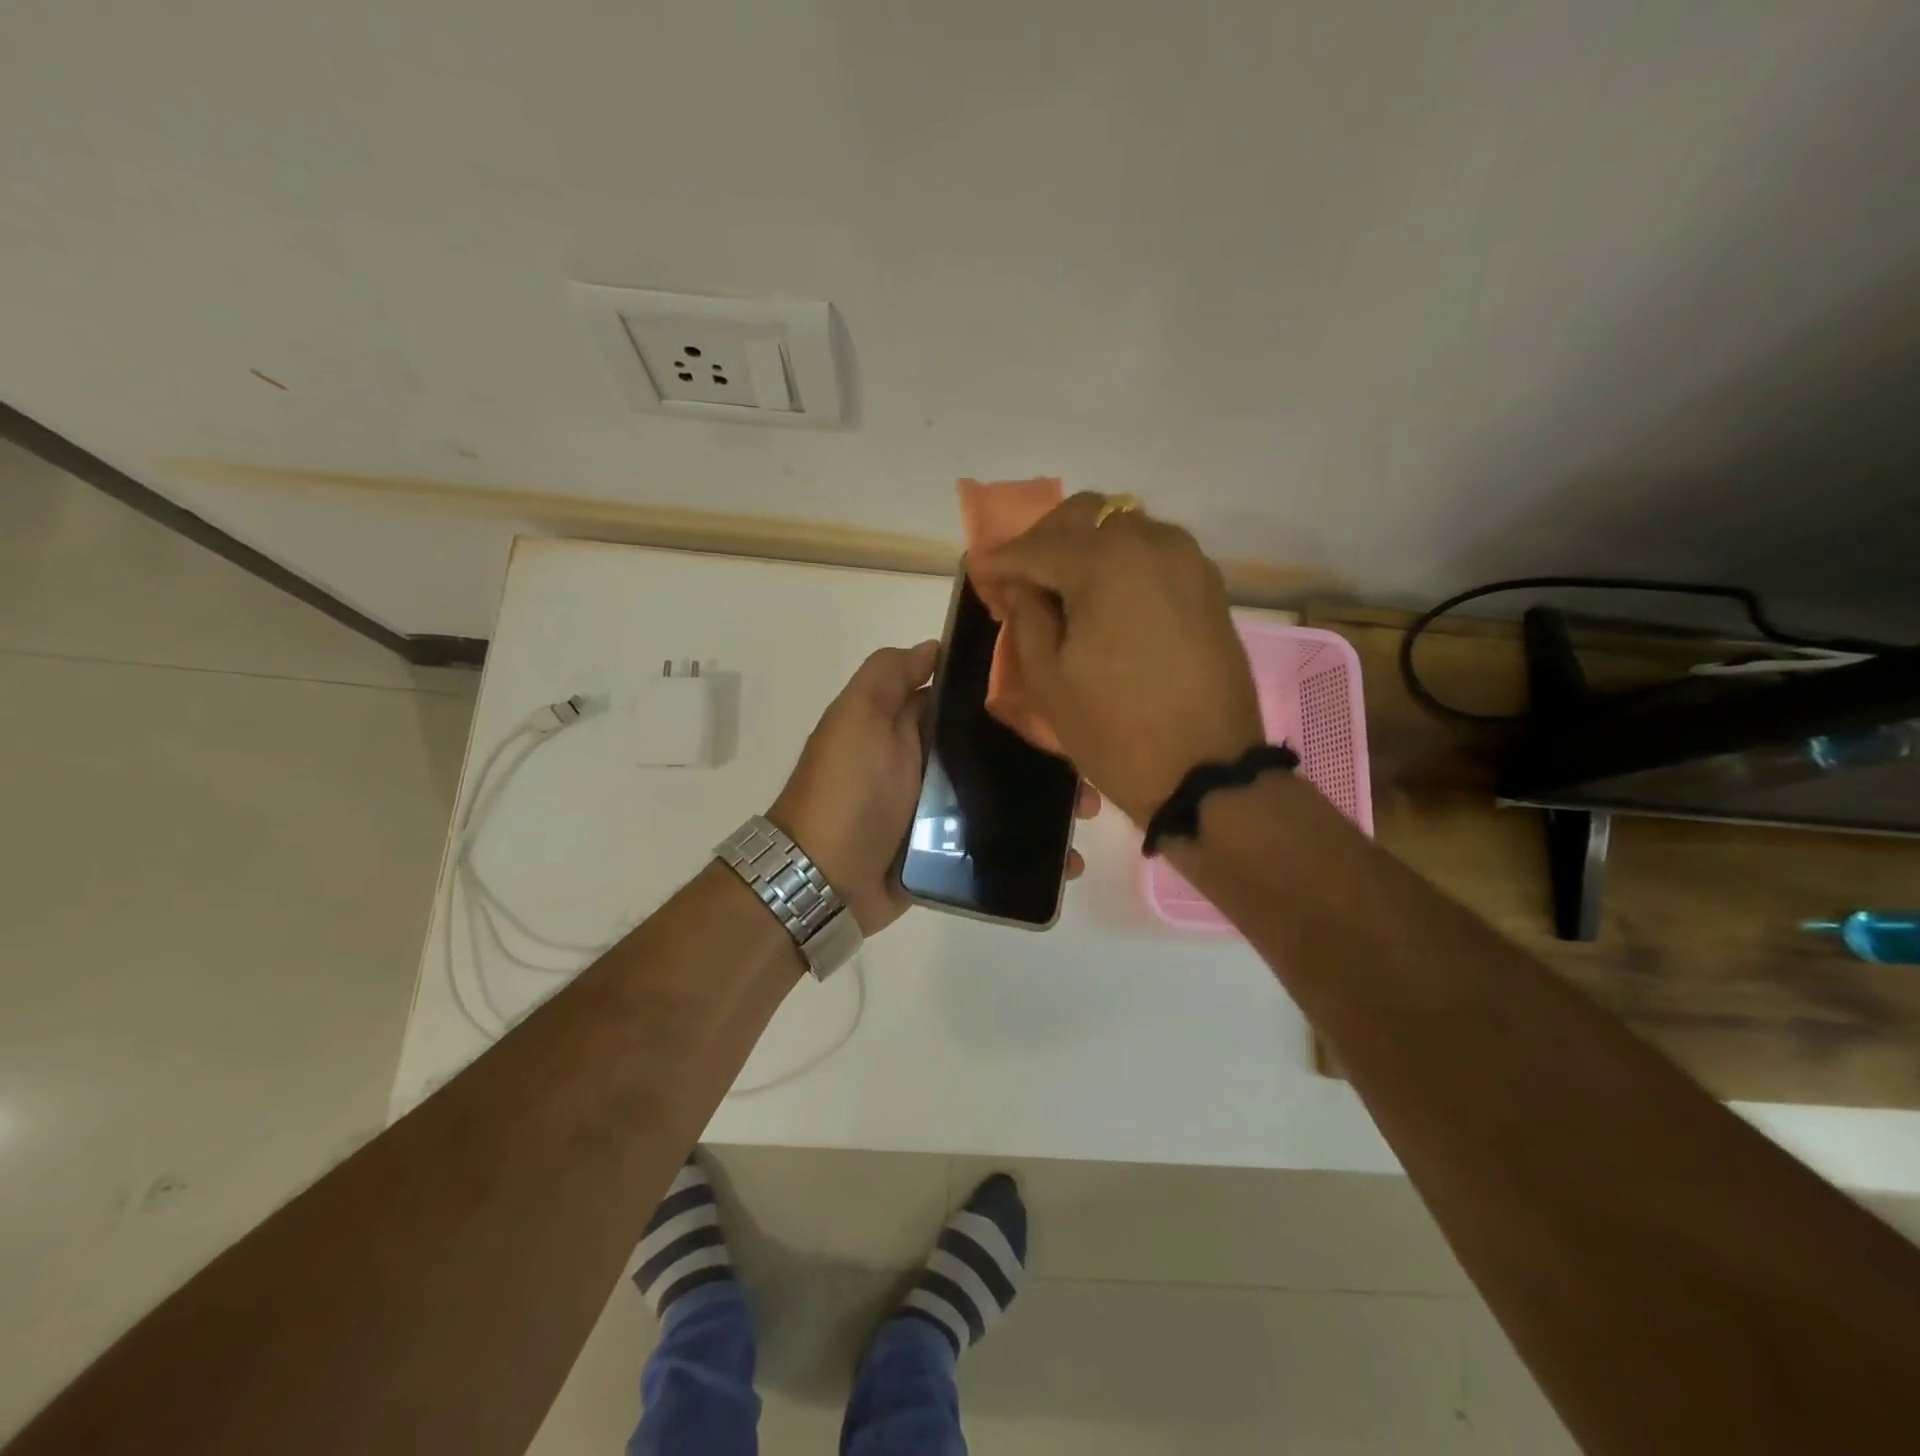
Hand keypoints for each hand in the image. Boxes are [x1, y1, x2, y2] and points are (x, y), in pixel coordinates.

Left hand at [770, 641, 1099, 935]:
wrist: (823, 881)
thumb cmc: (846, 790)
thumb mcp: (857, 717)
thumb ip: (888, 675)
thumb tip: (935, 647)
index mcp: (911, 724)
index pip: (970, 699)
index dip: (1013, 694)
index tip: (1061, 695)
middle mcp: (930, 761)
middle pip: (997, 748)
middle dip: (1043, 753)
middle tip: (1087, 767)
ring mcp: (941, 809)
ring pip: (1006, 795)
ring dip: (1049, 802)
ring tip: (1088, 812)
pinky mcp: (951, 851)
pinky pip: (999, 842)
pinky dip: (1034, 849)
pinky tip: (1067, 857)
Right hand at [976, 493, 1264, 824]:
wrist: (1207, 772)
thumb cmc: (1115, 731)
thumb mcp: (1048, 679)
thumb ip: (1026, 617)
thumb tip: (1020, 584)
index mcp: (1104, 562)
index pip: (1035, 546)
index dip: (1000, 561)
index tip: (979, 575)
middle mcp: (1150, 542)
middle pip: (1084, 515)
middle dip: (1044, 540)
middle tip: (1022, 581)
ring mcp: (1187, 560)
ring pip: (1122, 527)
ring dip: (1085, 547)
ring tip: (1064, 591)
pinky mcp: (1208, 585)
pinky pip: (1153, 552)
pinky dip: (1121, 563)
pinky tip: (1106, 600)